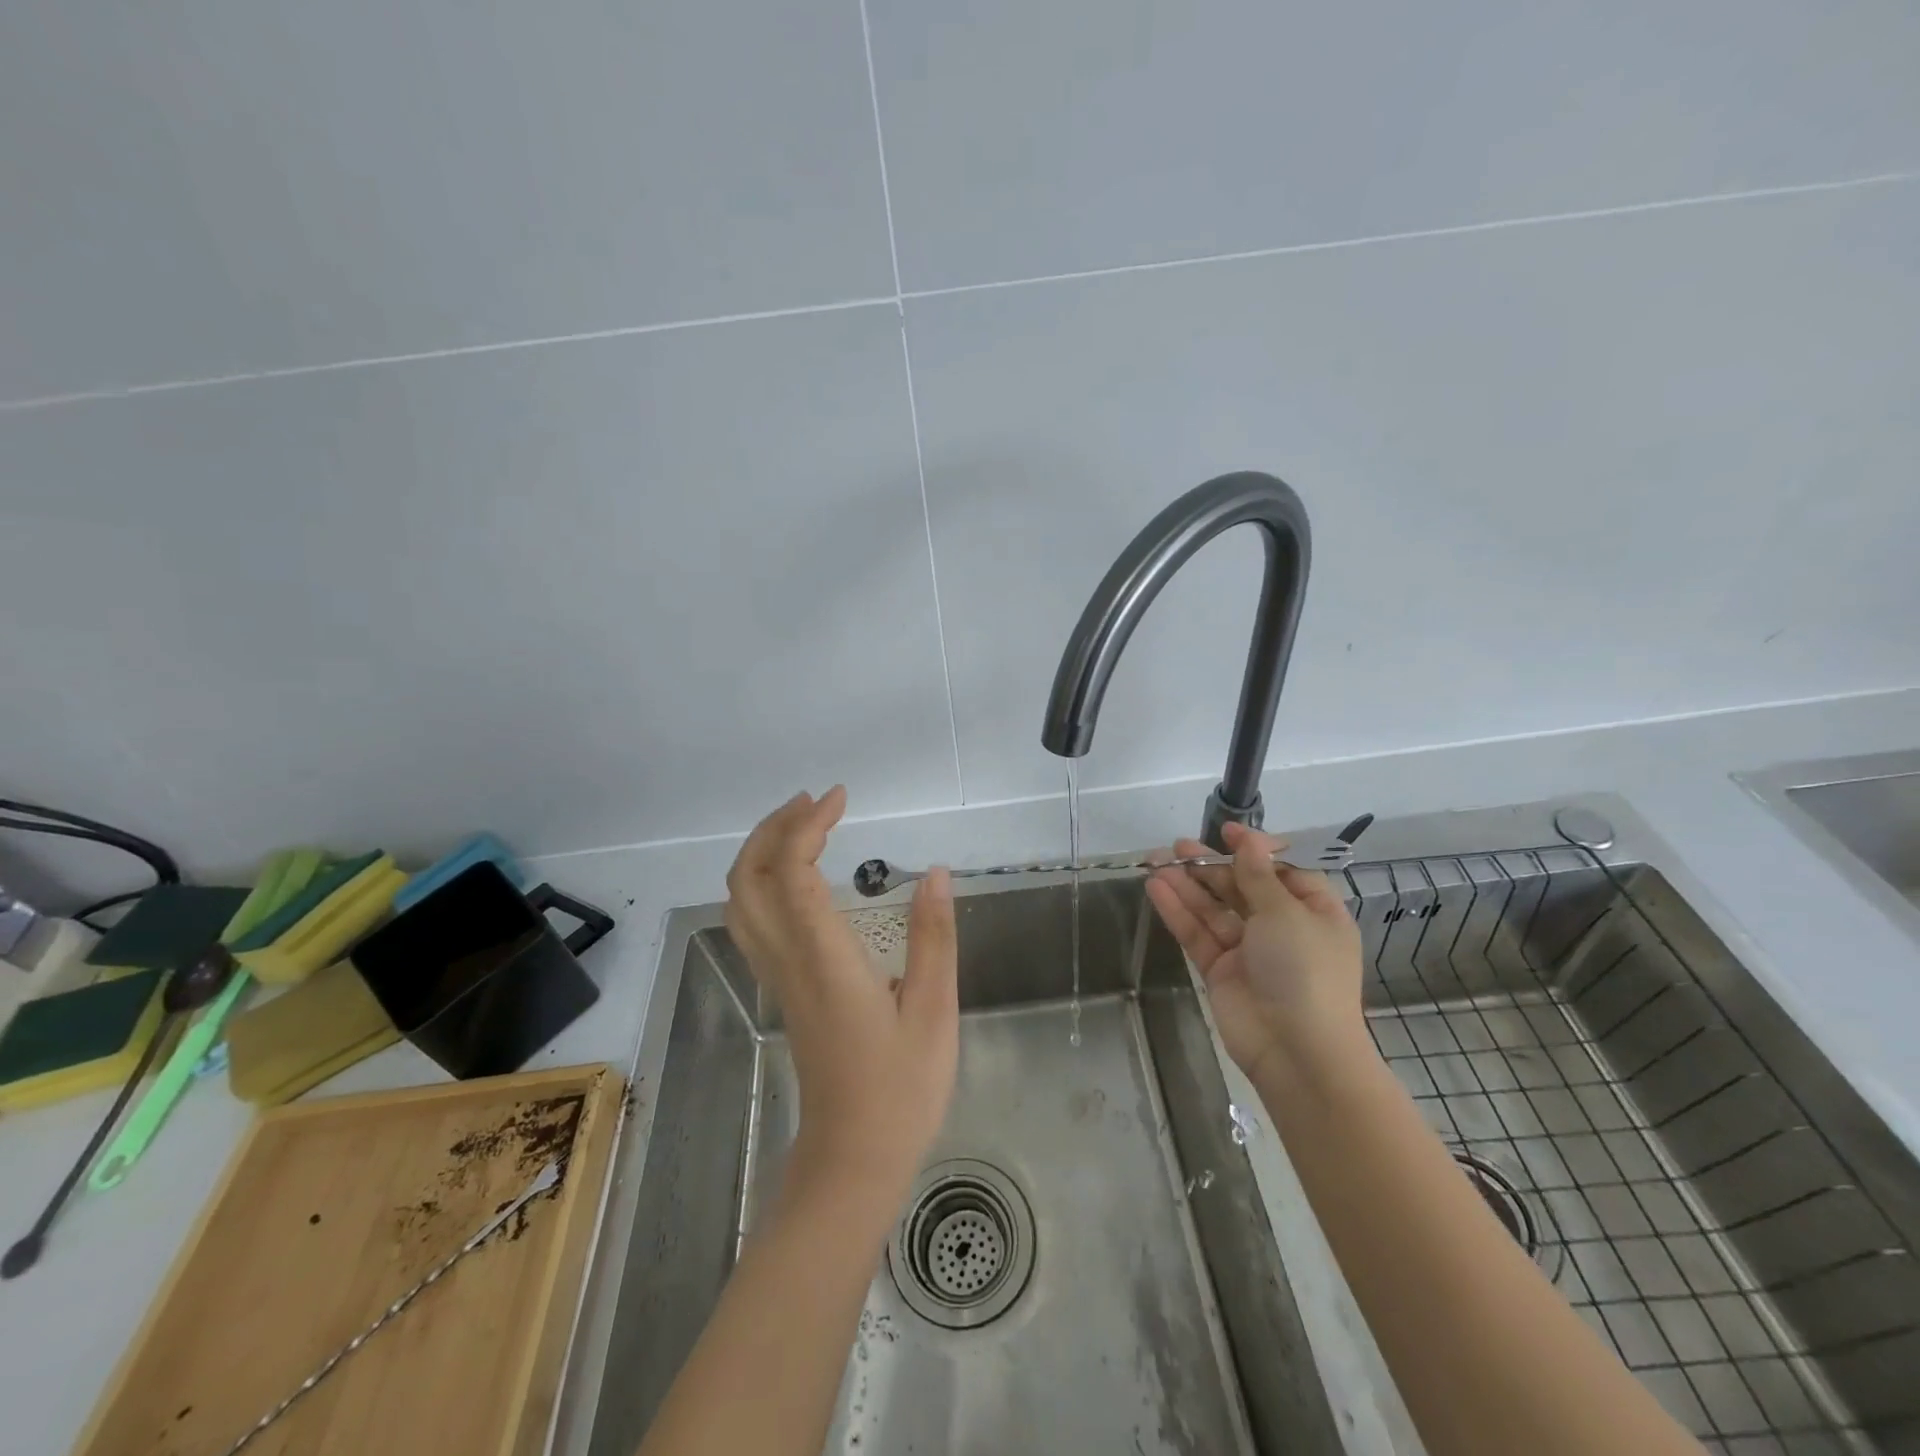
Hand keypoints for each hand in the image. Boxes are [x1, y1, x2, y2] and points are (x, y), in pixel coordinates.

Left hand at [725, 787, 958, 1194]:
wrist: (853, 1159)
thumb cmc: (900, 1089)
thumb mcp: (933, 1011)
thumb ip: (934, 938)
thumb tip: (936, 872)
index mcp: (824, 960)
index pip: (792, 874)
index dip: (808, 826)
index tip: (840, 797)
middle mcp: (788, 960)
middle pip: (749, 879)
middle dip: (774, 828)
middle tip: (817, 801)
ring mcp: (777, 976)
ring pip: (740, 901)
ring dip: (762, 851)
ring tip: (804, 825)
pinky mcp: (781, 989)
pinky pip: (752, 921)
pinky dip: (762, 881)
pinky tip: (795, 876)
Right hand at [1146, 821, 1368, 1080]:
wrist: (1296, 1051)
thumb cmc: (1304, 970)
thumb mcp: (1286, 913)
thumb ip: (1258, 876)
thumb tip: (1249, 840)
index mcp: (1314, 912)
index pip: (1283, 870)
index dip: (1255, 849)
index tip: (1227, 831)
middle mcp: (1282, 928)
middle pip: (1242, 887)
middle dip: (1211, 866)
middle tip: (1178, 846)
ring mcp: (1249, 950)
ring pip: (1214, 909)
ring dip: (1188, 885)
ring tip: (1157, 860)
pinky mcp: (1221, 970)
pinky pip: (1198, 933)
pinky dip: (1178, 911)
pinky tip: (1156, 888)